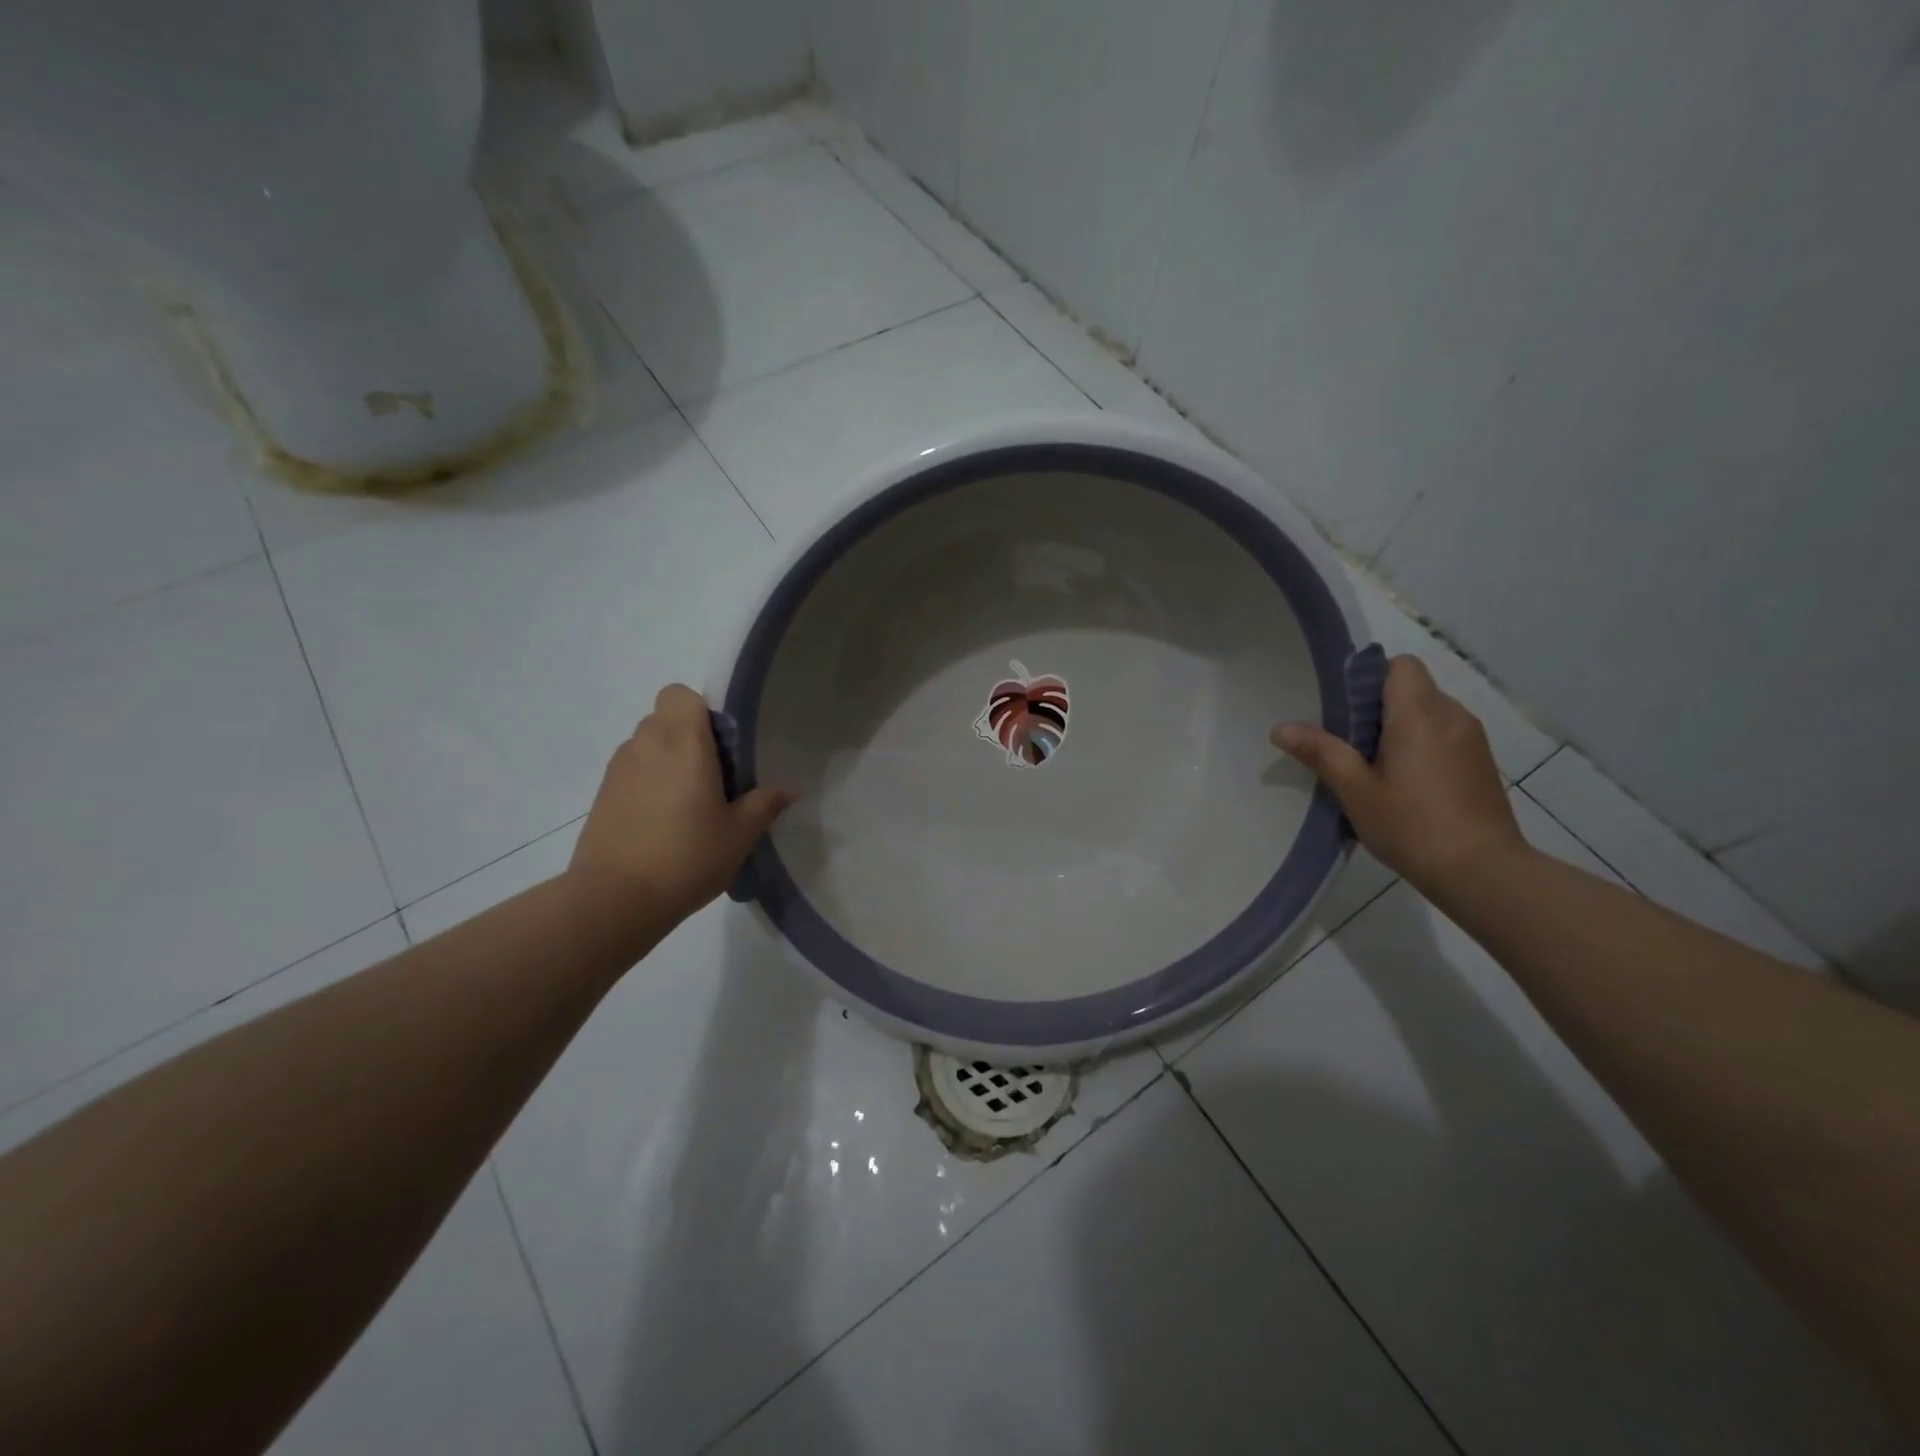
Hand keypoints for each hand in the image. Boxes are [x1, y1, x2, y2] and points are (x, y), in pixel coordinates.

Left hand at [569, 684, 795, 923]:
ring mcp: (618, 770)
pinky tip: (662, 823)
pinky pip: (632, 771)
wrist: (615, 899)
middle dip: (689, 738)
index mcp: (682, 743)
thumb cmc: (687, 857)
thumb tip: (789, 789)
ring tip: (688, 804)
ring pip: (647, 745)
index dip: (702, 712)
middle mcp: (646, 745)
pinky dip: (648, 783)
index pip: (680, 694)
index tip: (722, 747)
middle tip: (713, 778)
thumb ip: (765, 804)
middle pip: (665, 718)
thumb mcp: (739, 834)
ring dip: (668, 760)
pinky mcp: (603, 795)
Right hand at [1271, 655, 1526, 893]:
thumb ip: (1320, 752)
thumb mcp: (1355, 790)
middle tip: (1351, 748)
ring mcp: (1472, 739)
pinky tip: (1406, 786)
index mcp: (1420, 714)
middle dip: (1378, 708)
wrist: (1482, 872)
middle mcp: (1452, 715)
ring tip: (1376, 770)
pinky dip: (1420, 747)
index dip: (1370, 678)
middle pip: (1411, 688)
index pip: (1400, 665)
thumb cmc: (1412, 825)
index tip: (1346, 712)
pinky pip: (1443, 735)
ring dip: (1400, 729)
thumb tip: (1280, 728)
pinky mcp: (1481, 762)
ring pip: (1427, 713)